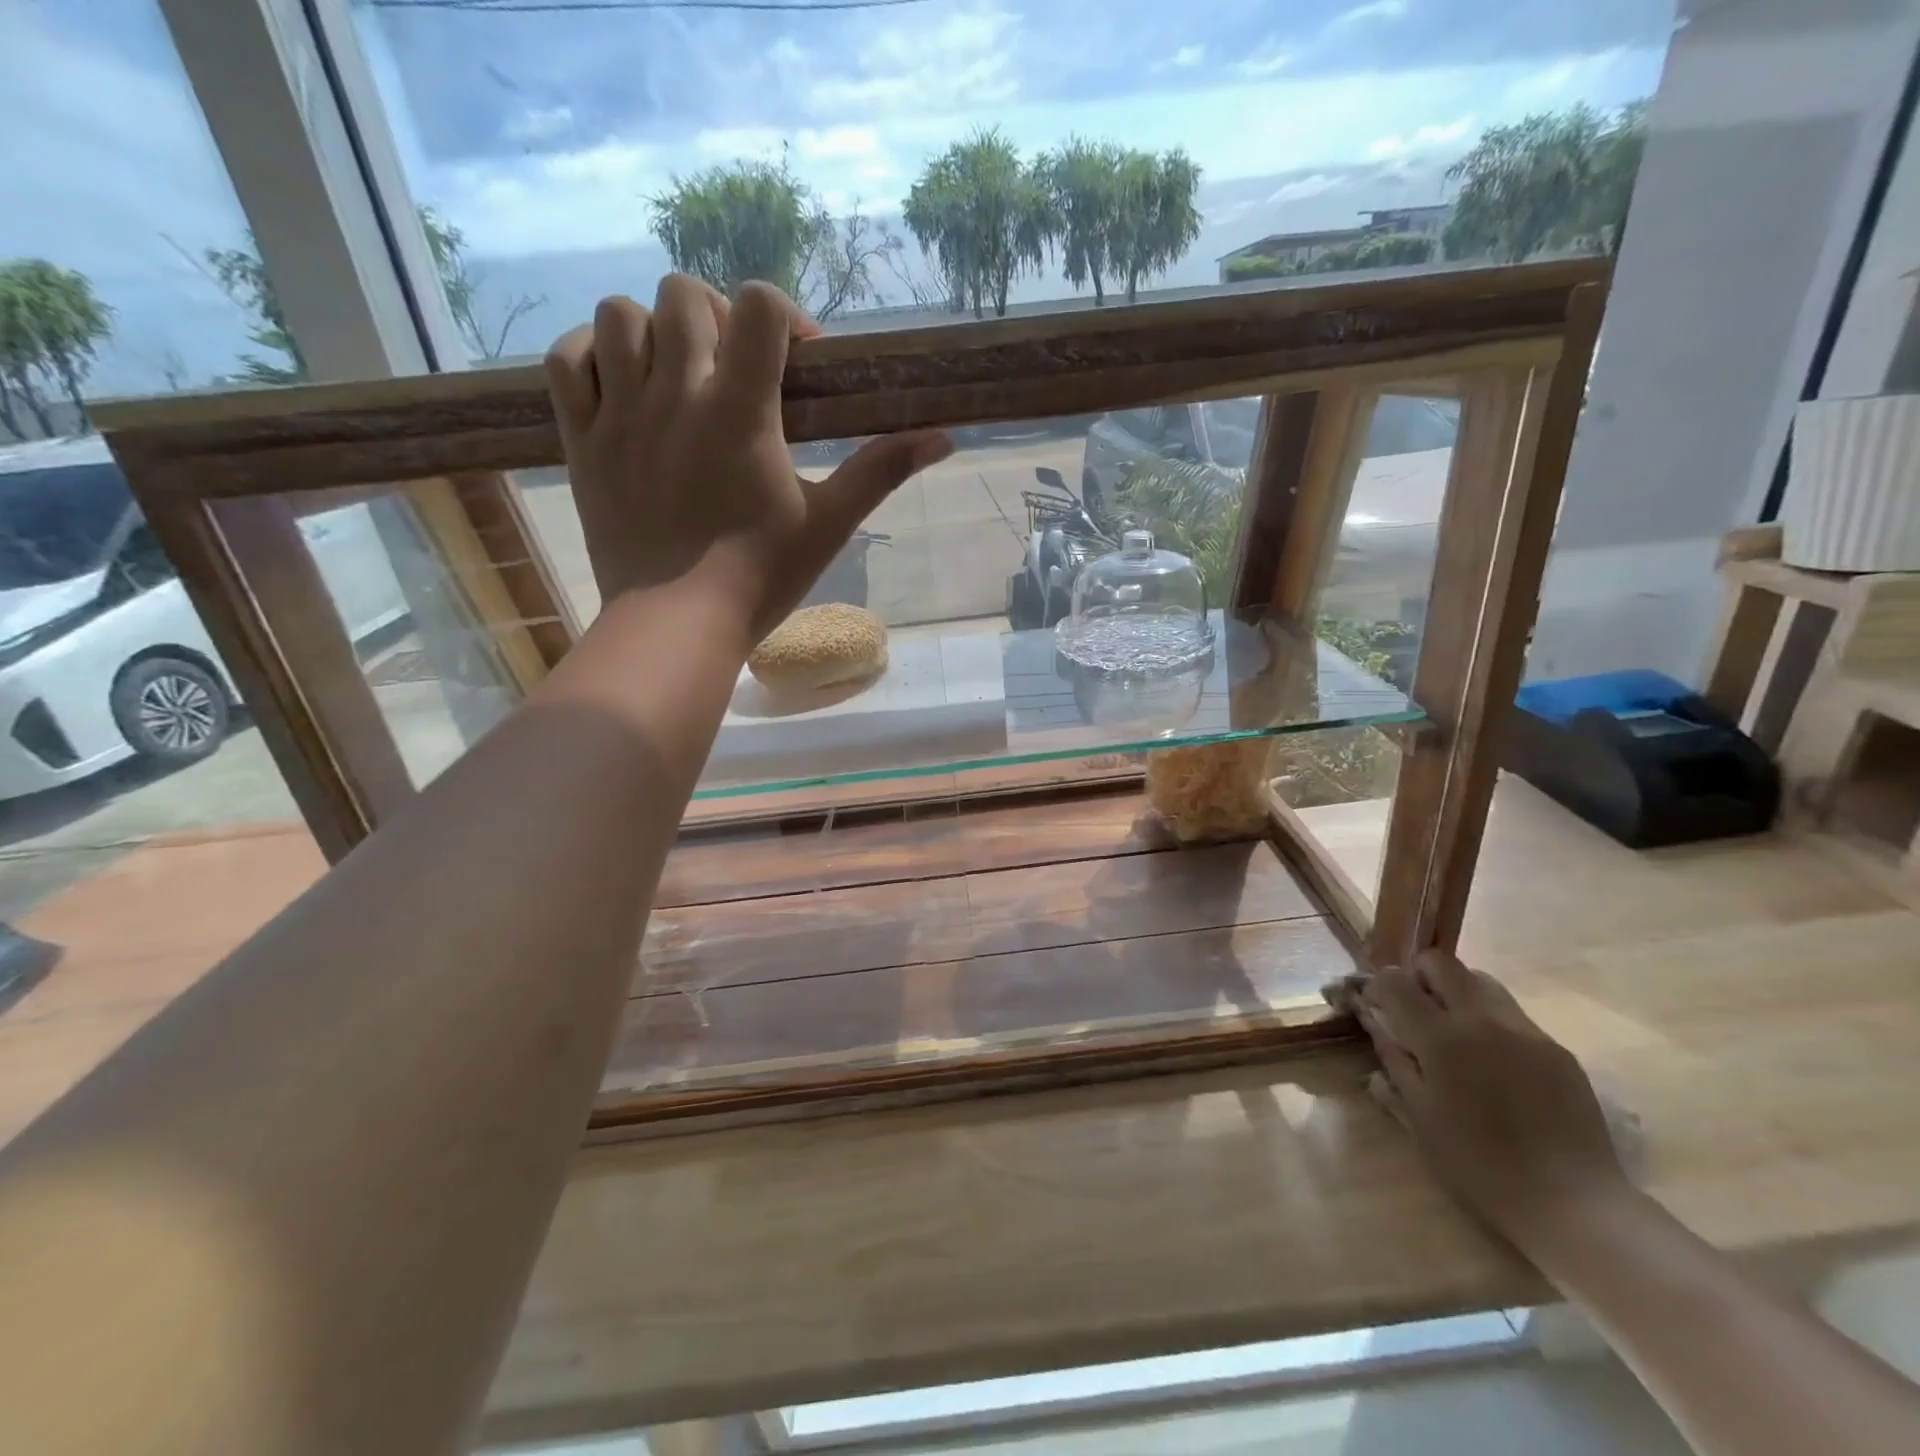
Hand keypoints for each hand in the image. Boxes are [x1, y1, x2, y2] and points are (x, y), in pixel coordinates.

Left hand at [544, 276, 953, 640]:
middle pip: (684, 295)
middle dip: (718, 318)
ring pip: (618, 316)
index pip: (758, 305)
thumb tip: (945, 438)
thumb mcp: (830, 523)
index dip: (782, 314)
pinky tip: (619, 384)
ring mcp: (620, 414)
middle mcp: (675, 394)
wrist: (676, 623)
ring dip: (652, 331)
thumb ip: (882, 470)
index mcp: (740, 410)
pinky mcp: (581, 441)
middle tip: (735, 369)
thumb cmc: (759, 576)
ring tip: (675, 376)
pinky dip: (591, 356)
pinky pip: (566, 361)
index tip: (796, 360)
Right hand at [1326, 951, 1630, 1248]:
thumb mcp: (1419, 1116)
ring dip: (1456, 992)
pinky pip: (1512, 1014)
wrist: (1572, 1204)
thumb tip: (1375, 1025)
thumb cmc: (1479, 1165)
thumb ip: (1393, 1060)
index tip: (1377, 1008)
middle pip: (1440, 962)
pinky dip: (1490, 1021)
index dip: (1379, 987)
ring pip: (1480, 980)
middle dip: (1418, 976)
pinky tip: (1494, 1063)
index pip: (1395, 980)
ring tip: (1454, 1032)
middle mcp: (1482, 1019)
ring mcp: (1525, 1030)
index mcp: (1441, 1037)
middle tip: (1414, 1010)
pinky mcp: (1556, 1048)